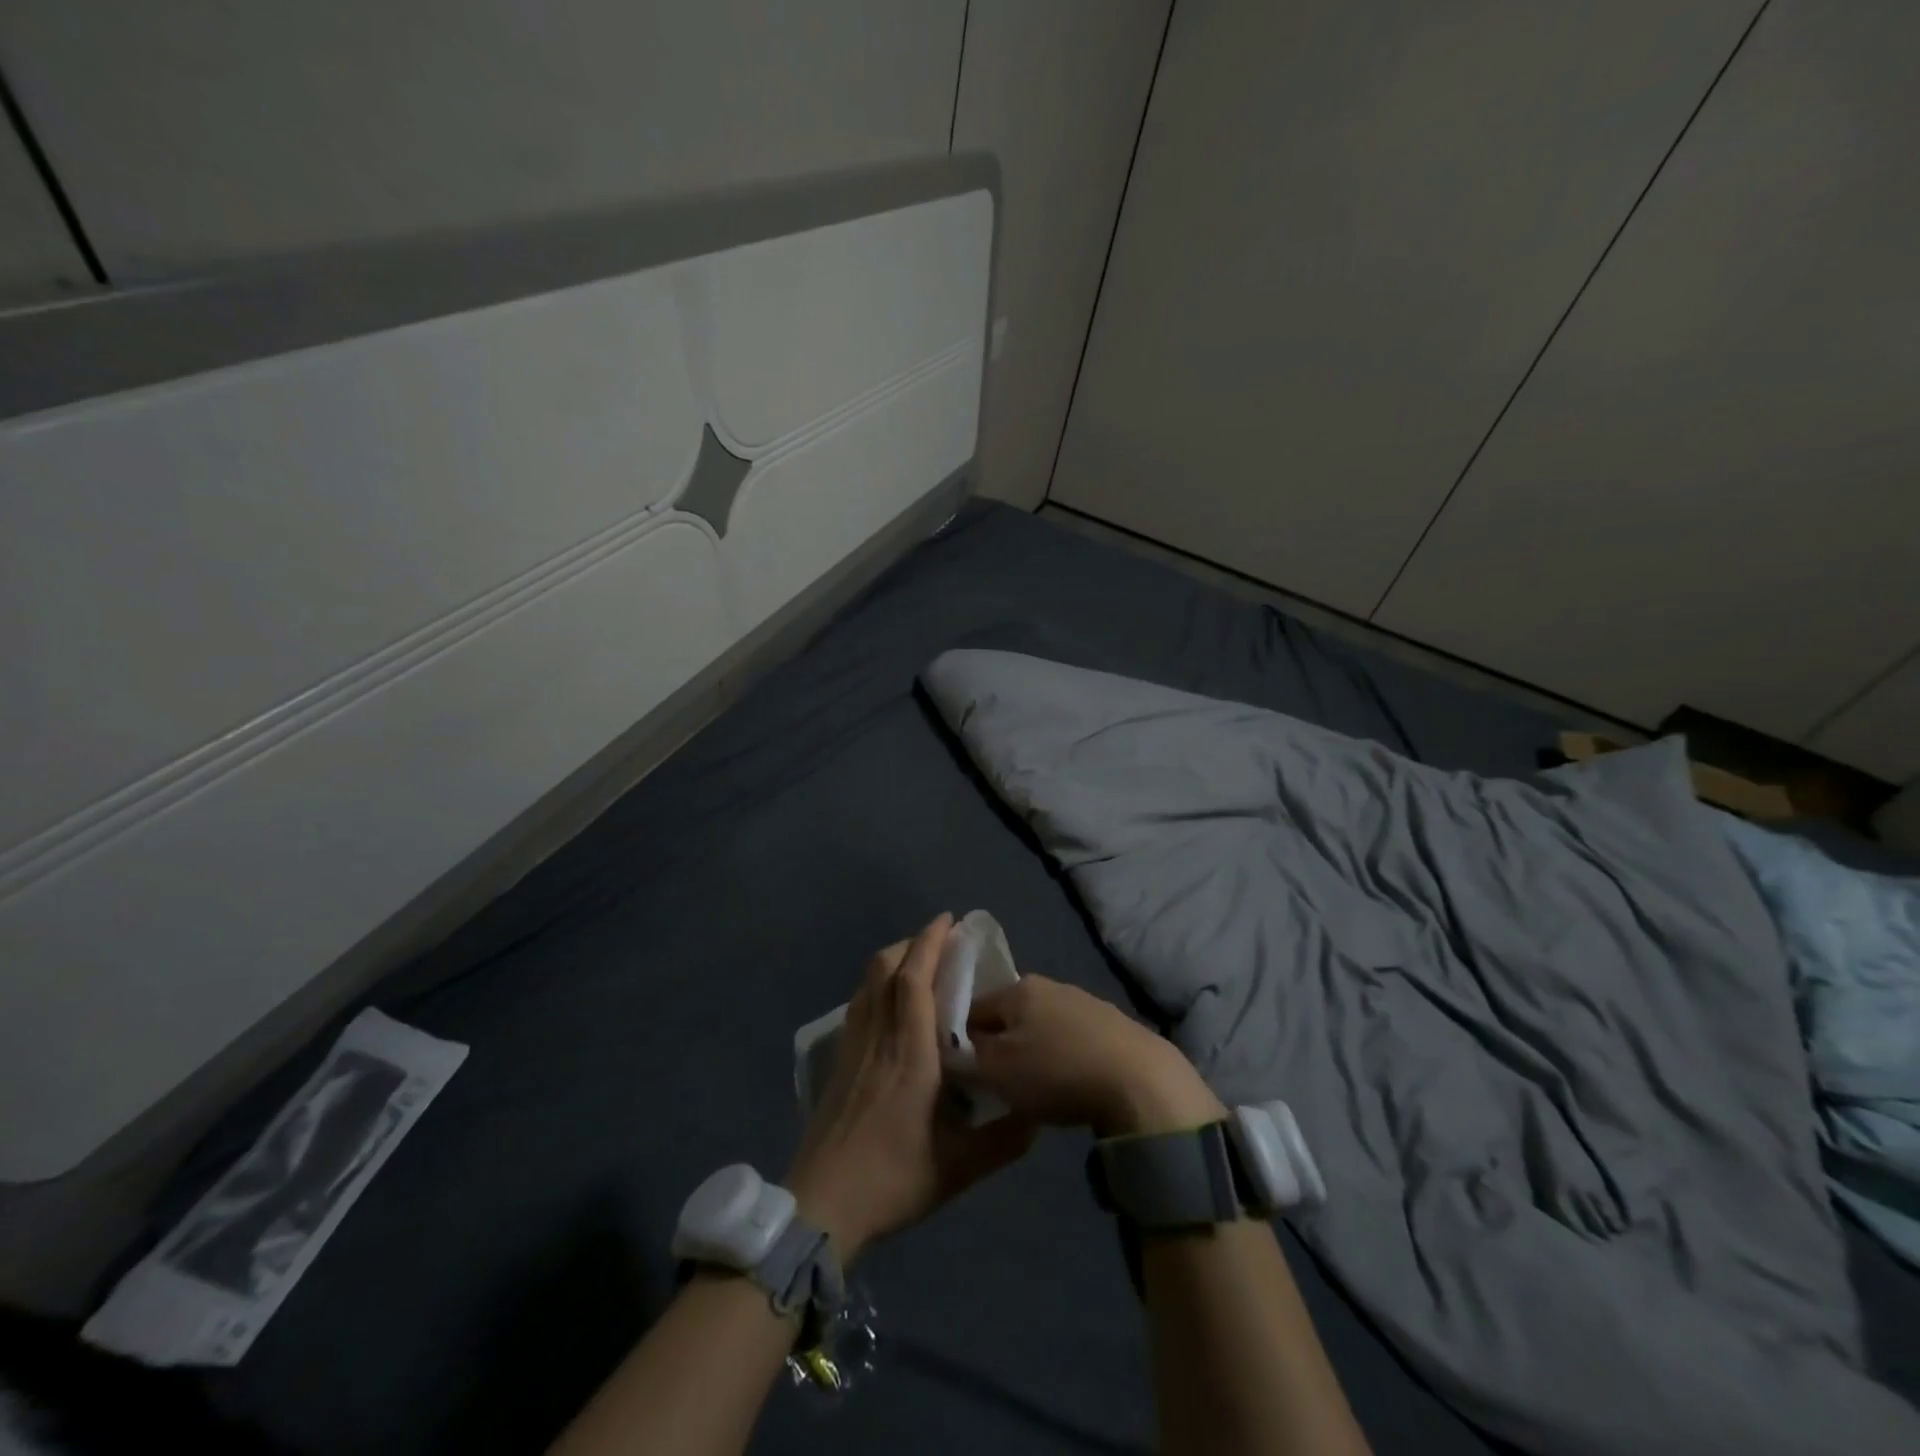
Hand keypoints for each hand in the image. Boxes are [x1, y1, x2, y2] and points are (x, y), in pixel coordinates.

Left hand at [786, 915, 1035, 1263]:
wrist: (822, 1205)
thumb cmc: (892, 1180)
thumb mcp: (958, 1168)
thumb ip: (1003, 1141)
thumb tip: (1039, 1116)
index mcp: (910, 1054)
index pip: (914, 981)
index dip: (929, 943)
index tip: (948, 921)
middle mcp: (879, 1038)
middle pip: (885, 969)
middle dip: (912, 944)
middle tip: (940, 940)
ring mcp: (853, 1047)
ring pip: (868, 984)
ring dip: (893, 961)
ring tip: (918, 963)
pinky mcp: (839, 1061)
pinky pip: (859, 1004)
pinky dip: (877, 985)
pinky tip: (890, 1004)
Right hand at [967, 976, 1224, 1137]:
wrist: (1139, 1079)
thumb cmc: (1057, 1071)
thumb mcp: (998, 1070)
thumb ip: (970, 1055)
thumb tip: (961, 1046)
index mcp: (1018, 988)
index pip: (974, 1007)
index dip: (962, 1037)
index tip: (963, 1069)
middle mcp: (1050, 984)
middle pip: (1010, 1015)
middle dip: (1001, 1044)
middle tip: (998, 1081)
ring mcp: (1085, 1001)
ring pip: (1042, 1026)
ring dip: (1034, 1050)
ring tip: (1037, 1086)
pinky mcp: (1113, 1023)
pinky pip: (1073, 1038)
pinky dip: (1064, 1057)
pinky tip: (1071, 1082)